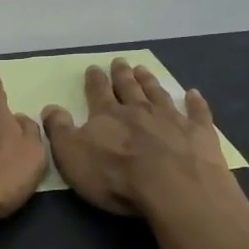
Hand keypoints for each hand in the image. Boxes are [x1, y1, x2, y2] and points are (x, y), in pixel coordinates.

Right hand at [41, 58, 233, 216]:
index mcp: (107, 115)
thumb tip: (50, 108)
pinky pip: (197, 112)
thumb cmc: (115, 175)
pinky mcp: (199, 133)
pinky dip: (195, 102)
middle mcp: (139, 110)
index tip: (93, 68)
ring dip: (150, 82)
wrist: (173, 187)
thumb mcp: (72, 155)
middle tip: (120, 62)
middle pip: (129, 88)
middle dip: (122, 75)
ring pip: (159, 94)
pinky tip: (194, 94)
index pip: (98, 92)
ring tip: (144, 70)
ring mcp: (172, 119)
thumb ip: (60, 130)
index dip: (95, 80)